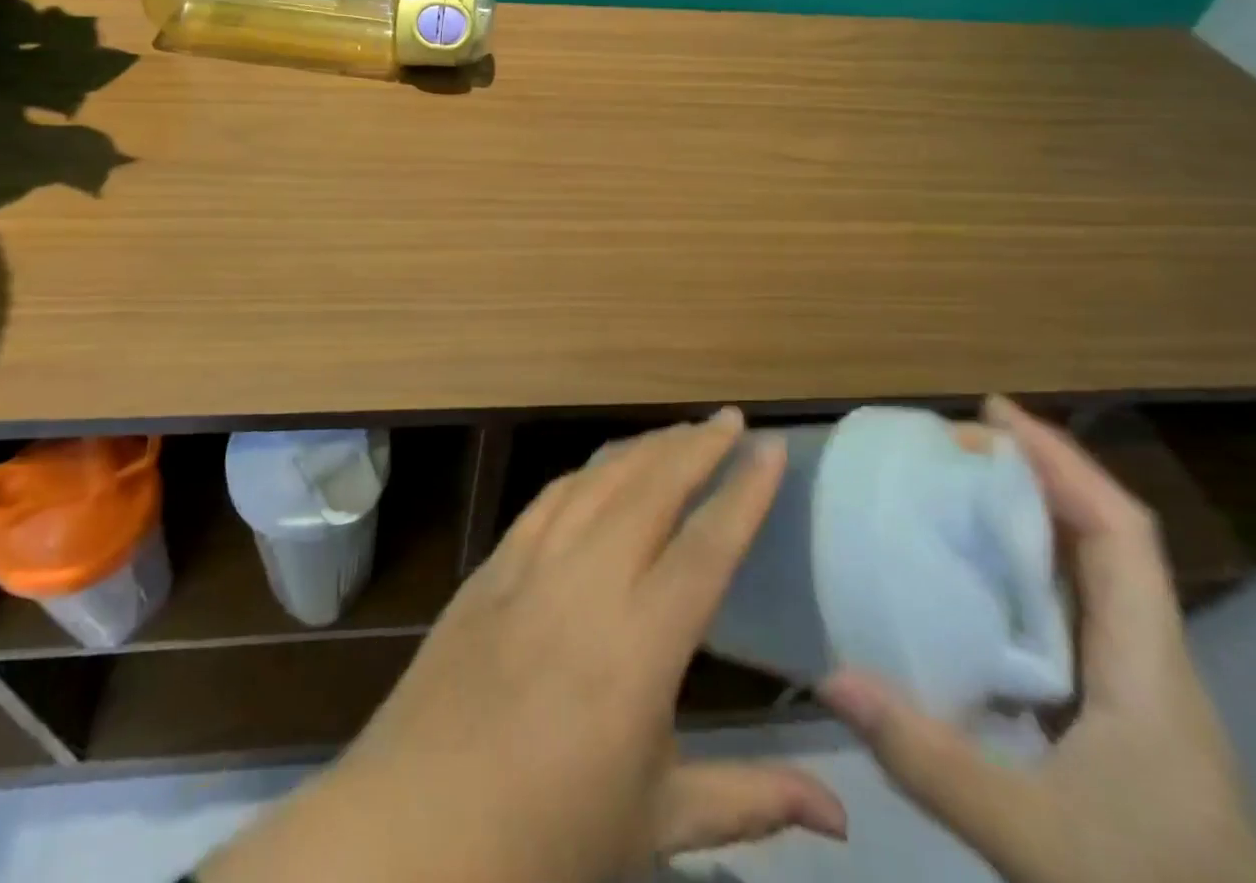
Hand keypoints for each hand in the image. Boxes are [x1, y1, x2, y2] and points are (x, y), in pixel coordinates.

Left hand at [200, 410, 846, 882]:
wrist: (414, 827)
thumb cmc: (545, 837)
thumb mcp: (655, 825)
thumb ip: (748, 800)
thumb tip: (841, 813)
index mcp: (638, 645)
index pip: (706, 548)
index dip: (744, 493)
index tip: (773, 449)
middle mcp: (586, 583)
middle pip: (650, 491)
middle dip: (696, 447)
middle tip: (731, 419)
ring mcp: (531, 565)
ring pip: (596, 482)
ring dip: (641, 449)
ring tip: (677, 431)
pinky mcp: (490, 566)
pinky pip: (546, 500)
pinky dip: (583, 472)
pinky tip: (599, 467)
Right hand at [821, 396, 1255, 882]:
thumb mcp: (1035, 842)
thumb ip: (929, 760)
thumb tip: (830, 676)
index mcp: (1150, 674)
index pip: (1120, 535)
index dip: (1063, 462)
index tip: (994, 413)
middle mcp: (1152, 668)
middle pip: (1105, 543)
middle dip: (1036, 478)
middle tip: (953, 447)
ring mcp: (1140, 699)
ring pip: (1090, 581)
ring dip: (1029, 525)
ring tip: (953, 495)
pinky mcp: (1121, 728)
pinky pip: (1070, 623)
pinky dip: (1023, 581)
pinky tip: (970, 591)